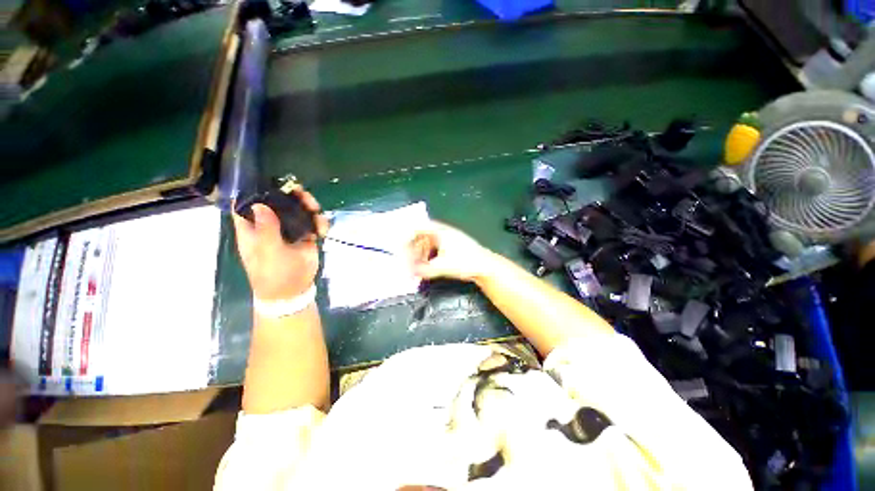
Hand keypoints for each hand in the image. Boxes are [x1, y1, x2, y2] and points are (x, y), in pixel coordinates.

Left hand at [232, 186, 328, 300]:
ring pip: (298, 211)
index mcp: (253, 228)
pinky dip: (320, 222)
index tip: (270, 182)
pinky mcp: (306, 237)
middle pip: (279, 203)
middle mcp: (270, 226)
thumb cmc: (273, 273)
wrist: (293, 290)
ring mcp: (289, 231)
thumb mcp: (267, 252)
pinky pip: (313, 223)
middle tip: (302, 194)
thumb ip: (266, 229)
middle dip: (291, 196)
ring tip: (316, 210)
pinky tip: (323, 229)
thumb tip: (260, 205)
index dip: (256, 192)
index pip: (247, 204)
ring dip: (309, 207)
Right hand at [409, 221, 493, 281]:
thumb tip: (409, 273)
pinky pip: (437, 246)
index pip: (420, 227)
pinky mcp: (455, 245)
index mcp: (440, 232)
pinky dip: (430, 253)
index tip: (402, 245)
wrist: (486, 266)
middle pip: (424, 234)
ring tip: (418, 263)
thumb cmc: (464, 262)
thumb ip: (423, 270)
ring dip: (422, 251)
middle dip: (415, 246)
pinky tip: (430, 263)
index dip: (409, 235)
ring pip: (430, 241)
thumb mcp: (442, 267)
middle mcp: (445, 232)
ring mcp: (451, 238)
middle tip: (408, 257)